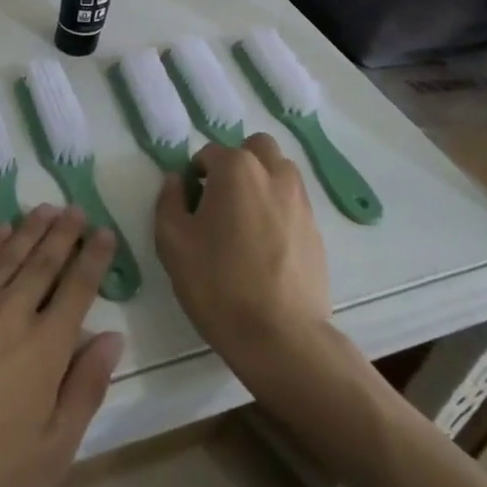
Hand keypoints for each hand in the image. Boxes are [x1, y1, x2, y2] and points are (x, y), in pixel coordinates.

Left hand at [0, 204, 122, 486]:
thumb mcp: (52, 452)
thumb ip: (85, 389)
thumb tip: (111, 338)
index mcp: (47, 346)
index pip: (78, 289)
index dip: (93, 259)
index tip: (104, 232)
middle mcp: (13, 311)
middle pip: (44, 262)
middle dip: (64, 234)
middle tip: (76, 209)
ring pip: (9, 253)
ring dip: (31, 229)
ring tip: (47, 209)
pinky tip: (0, 230)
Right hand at [155, 136, 336, 374]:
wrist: (281, 338)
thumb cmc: (218, 284)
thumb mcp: (172, 241)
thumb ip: (169, 200)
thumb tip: (177, 181)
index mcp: (236, 169)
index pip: (209, 153)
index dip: (195, 176)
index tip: (190, 207)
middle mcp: (273, 173)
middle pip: (254, 148)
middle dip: (236, 163)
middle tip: (221, 199)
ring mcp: (300, 201)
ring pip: (279, 171)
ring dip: (261, 181)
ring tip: (245, 220)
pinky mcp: (317, 230)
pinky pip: (293, 203)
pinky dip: (278, 209)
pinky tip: (266, 246)